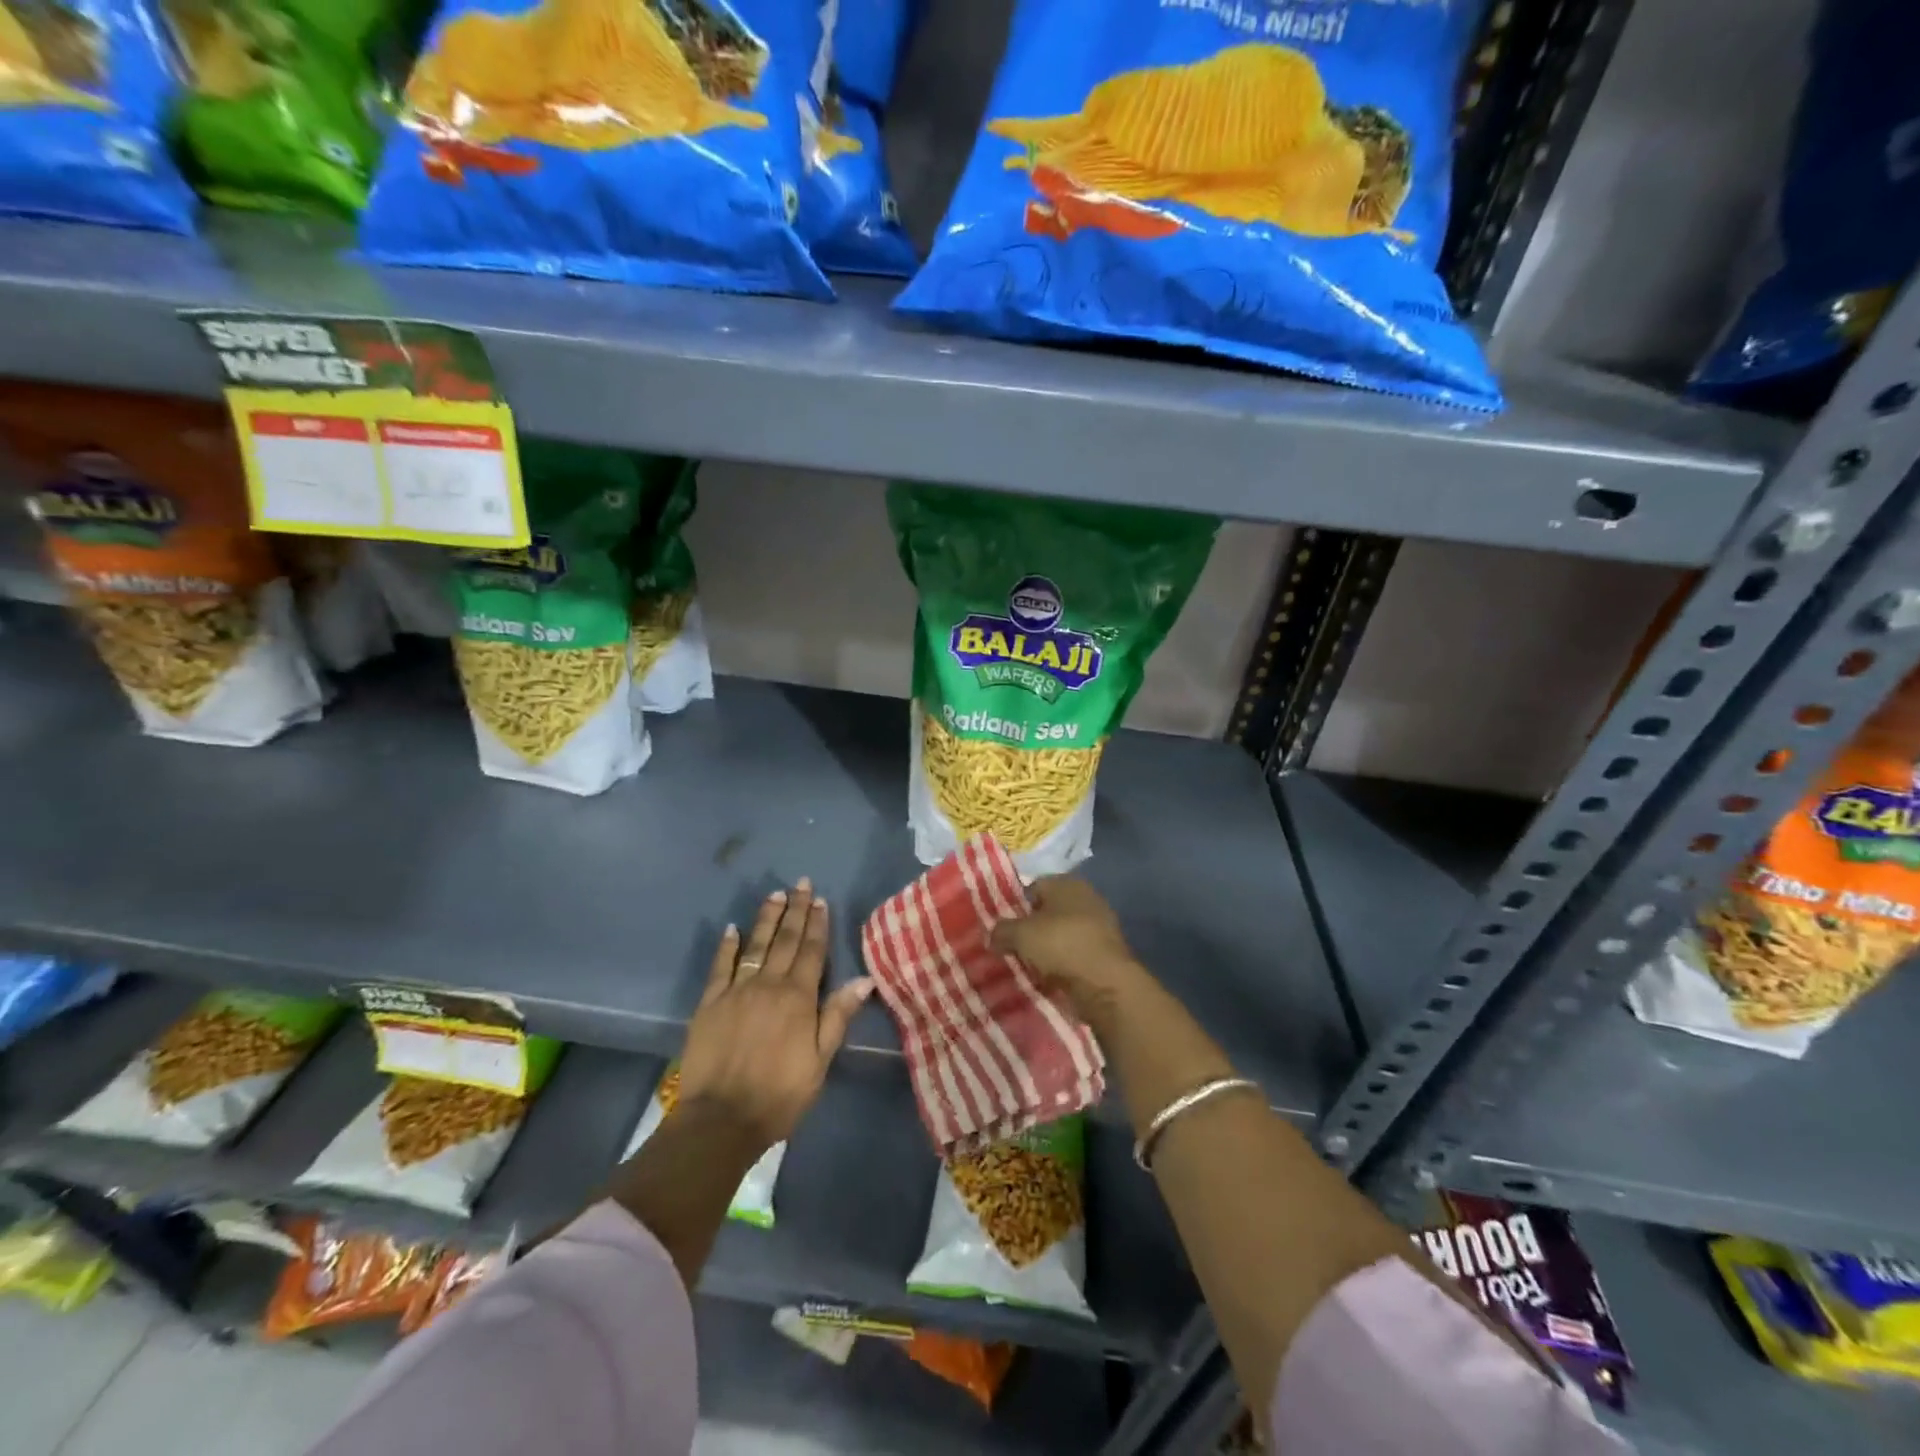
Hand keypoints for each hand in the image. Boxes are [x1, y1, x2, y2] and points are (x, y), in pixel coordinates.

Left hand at [678, 879, 872, 1150]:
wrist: (721, 1119)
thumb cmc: (779, 1094)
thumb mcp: (820, 1060)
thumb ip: (838, 1015)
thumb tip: (864, 979)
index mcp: (798, 997)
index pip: (811, 951)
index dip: (817, 924)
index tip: (820, 899)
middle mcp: (768, 985)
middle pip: (785, 940)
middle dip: (795, 910)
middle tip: (800, 883)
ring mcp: (736, 991)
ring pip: (755, 946)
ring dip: (766, 918)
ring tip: (775, 895)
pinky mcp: (709, 1003)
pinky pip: (720, 966)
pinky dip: (727, 945)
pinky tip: (732, 928)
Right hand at [990, 876, 1152, 1027]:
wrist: (1105, 983)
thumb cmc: (1061, 945)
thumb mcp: (1020, 934)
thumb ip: (1001, 930)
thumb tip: (991, 934)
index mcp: (1066, 883)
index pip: (1033, 887)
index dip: (1015, 905)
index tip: (1002, 927)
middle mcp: (1086, 897)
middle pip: (1048, 911)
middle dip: (1031, 928)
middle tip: (1011, 947)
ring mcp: (1100, 925)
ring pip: (1062, 934)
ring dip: (1047, 948)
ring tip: (1027, 965)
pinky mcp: (1106, 952)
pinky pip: (1075, 954)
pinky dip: (1062, 964)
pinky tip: (1048, 977)